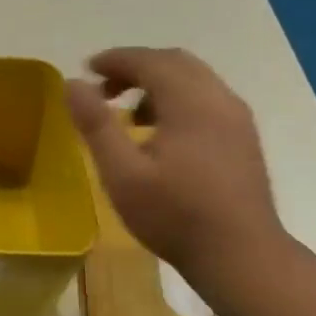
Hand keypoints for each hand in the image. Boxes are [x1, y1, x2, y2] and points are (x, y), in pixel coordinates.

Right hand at [66, 48, 286, 291]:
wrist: (242, 256)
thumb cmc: (175, 215)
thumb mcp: (123, 173)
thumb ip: (96, 124)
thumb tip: (72, 83)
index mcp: (190, 102)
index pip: (149, 61)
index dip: (115, 59)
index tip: (86, 69)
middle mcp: (219, 99)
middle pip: (175, 62)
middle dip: (136, 66)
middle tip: (103, 88)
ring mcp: (237, 118)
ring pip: (194, 79)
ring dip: (158, 82)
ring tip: (128, 112)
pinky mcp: (243, 138)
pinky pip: (207, 98)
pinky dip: (178, 98)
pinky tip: (161, 133)